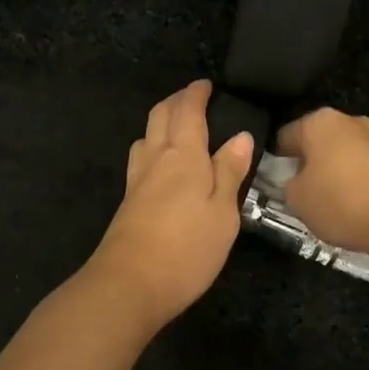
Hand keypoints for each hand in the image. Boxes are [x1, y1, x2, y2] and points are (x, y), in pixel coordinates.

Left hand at [86, 80, 255, 331]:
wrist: (129, 286)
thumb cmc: (187, 248)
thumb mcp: (223, 212)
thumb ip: (230, 172)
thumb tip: (240, 136)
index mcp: (184, 155)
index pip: (188, 112)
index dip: (195, 94)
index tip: (205, 84)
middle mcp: (156, 160)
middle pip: (160, 117)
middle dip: (175, 102)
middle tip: (191, 97)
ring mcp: (137, 182)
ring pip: (145, 138)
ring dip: (159, 124)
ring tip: (176, 128)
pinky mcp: (128, 204)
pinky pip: (140, 160)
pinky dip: (152, 149)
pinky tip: (161, 166)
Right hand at [276, 108, 368, 262]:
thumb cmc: (341, 201)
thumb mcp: (296, 199)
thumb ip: (287, 185)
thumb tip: (295, 181)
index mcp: (319, 121)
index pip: (284, 136)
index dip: (276, 161)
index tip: (275, 184)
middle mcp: (348, 121)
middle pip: (316, 143)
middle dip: (308, 166)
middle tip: (300, 195)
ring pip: (342, 156)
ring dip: (333, 175)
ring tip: (329, 206)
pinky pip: (364, 170)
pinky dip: (356, 184)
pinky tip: (354, 208)